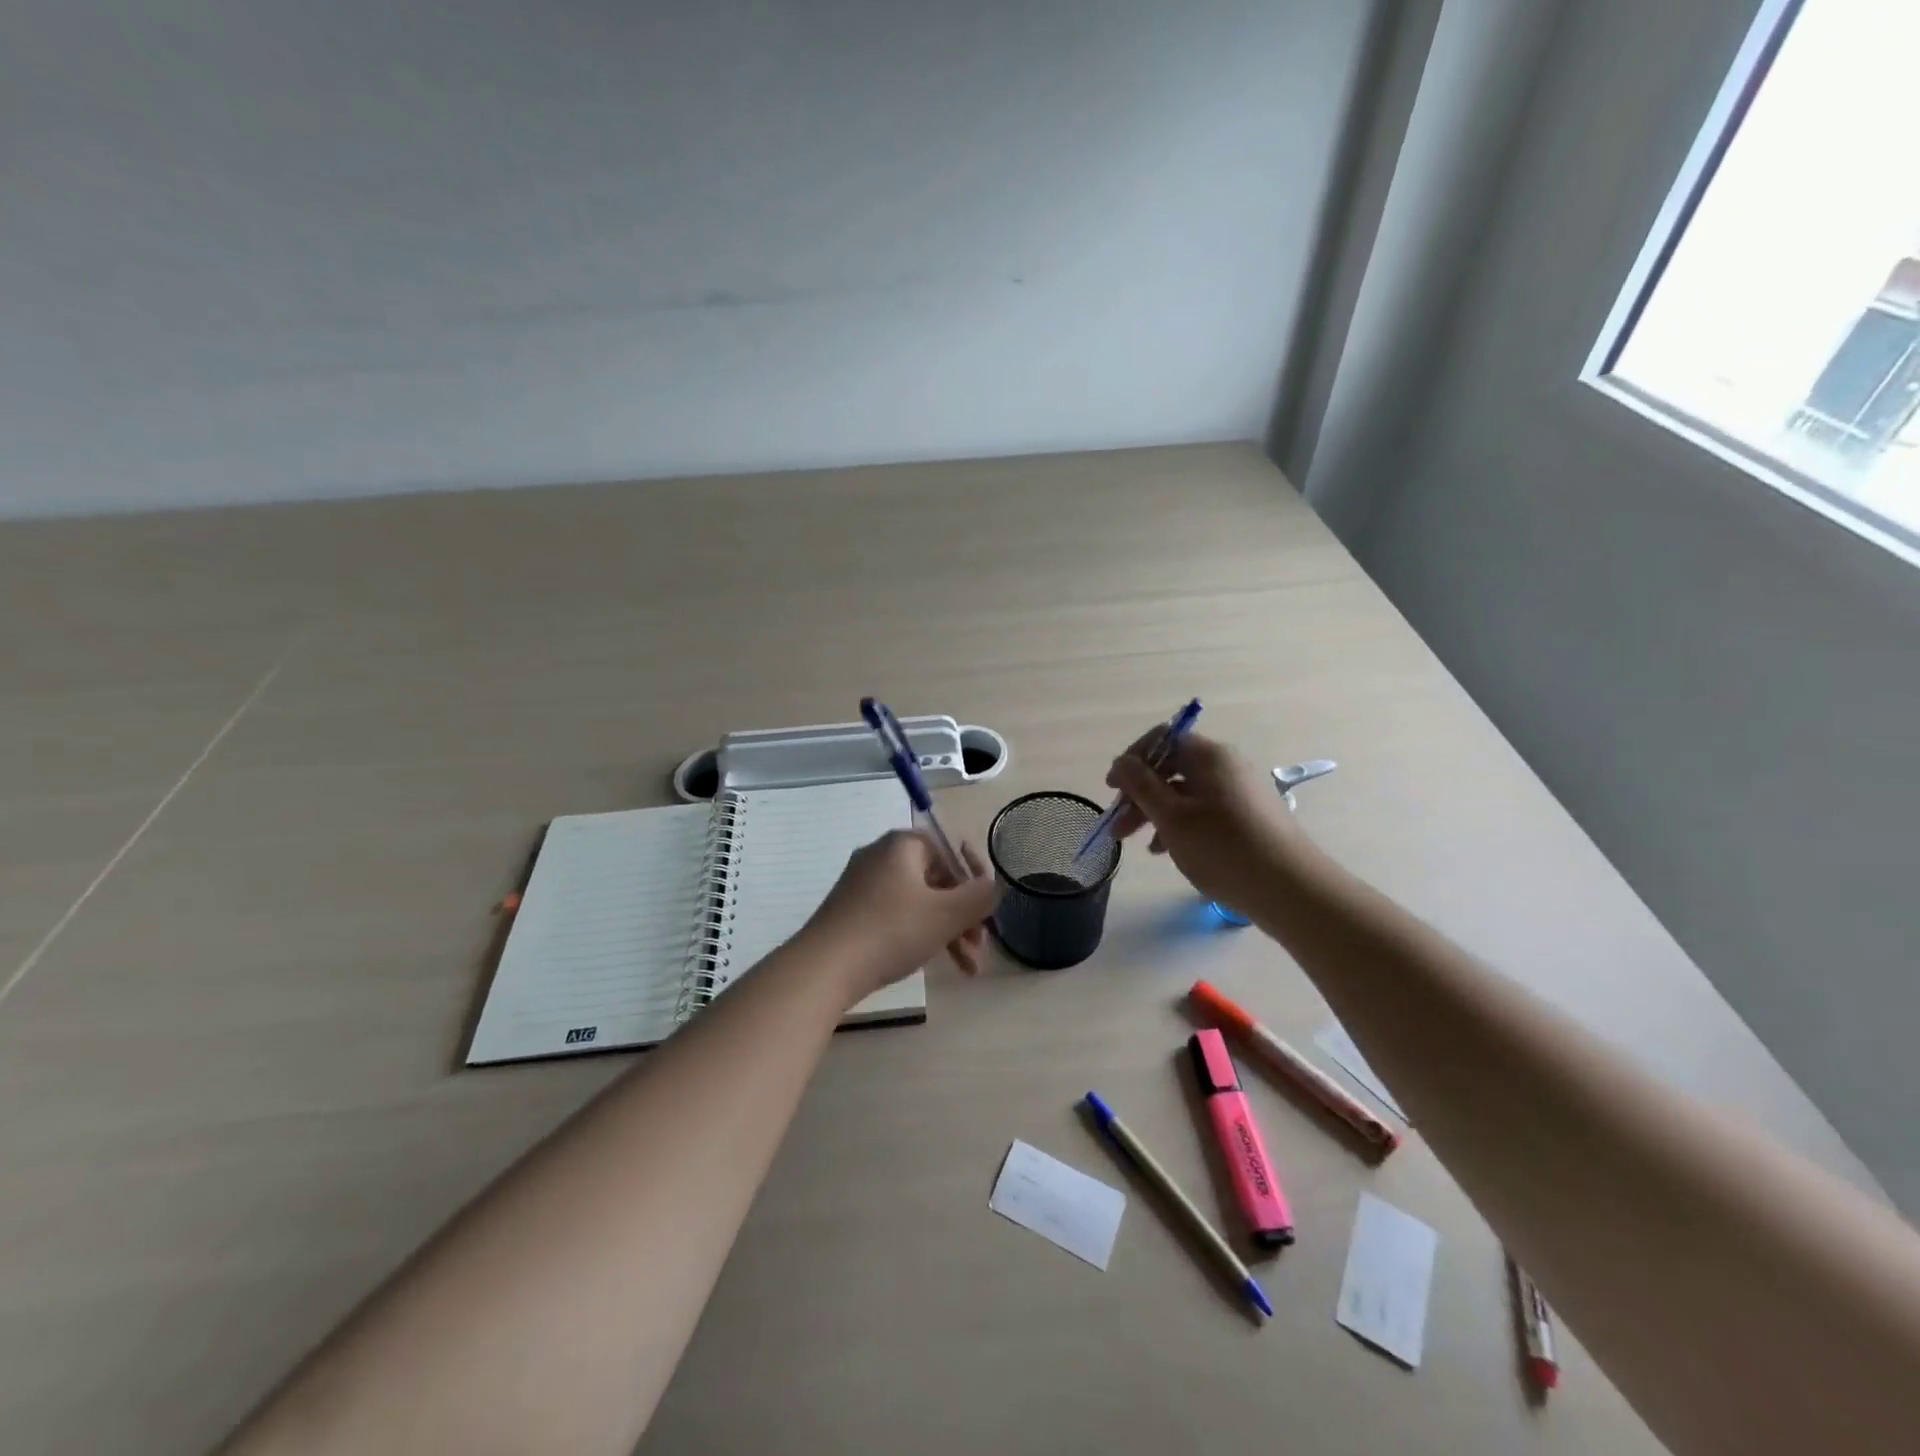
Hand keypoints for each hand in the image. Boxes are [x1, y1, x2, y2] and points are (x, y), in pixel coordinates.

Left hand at [799, 830, 997, 1004]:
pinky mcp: (851, 912)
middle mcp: (881, 856)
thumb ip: (979, 896)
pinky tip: (931, 963)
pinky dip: (919, 935)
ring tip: (967, 970)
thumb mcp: (946, 914)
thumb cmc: (891, 931)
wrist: (823, 968)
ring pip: (919, 902)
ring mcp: (863, 885)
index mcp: (903, 845)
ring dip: (947, 932)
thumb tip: (993, 886)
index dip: (976, 879)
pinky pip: (896, 916)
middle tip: (980, 948)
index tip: (988, 911)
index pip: (950, 850)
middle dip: (964, 916)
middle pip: (937, 880)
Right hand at [1105, 730, 1300, 908]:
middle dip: (1139, 795)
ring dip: (1156, 813)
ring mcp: (1239, 791)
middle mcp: (1225, 765)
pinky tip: (1167, 851)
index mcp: (1208, 756)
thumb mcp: (1172, 817)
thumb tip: (1122, 762)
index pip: (1161, 740)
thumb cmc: (1223, 848)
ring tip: (1139, 845)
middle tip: (1118, 827)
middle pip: (1171, 768)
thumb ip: (1141, 786)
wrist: (1290, 889)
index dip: (1132, 760)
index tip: (1112, 789)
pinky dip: (1180, 824)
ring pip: (1185, 792)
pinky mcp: (1247, 816)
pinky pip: (1203, 810)